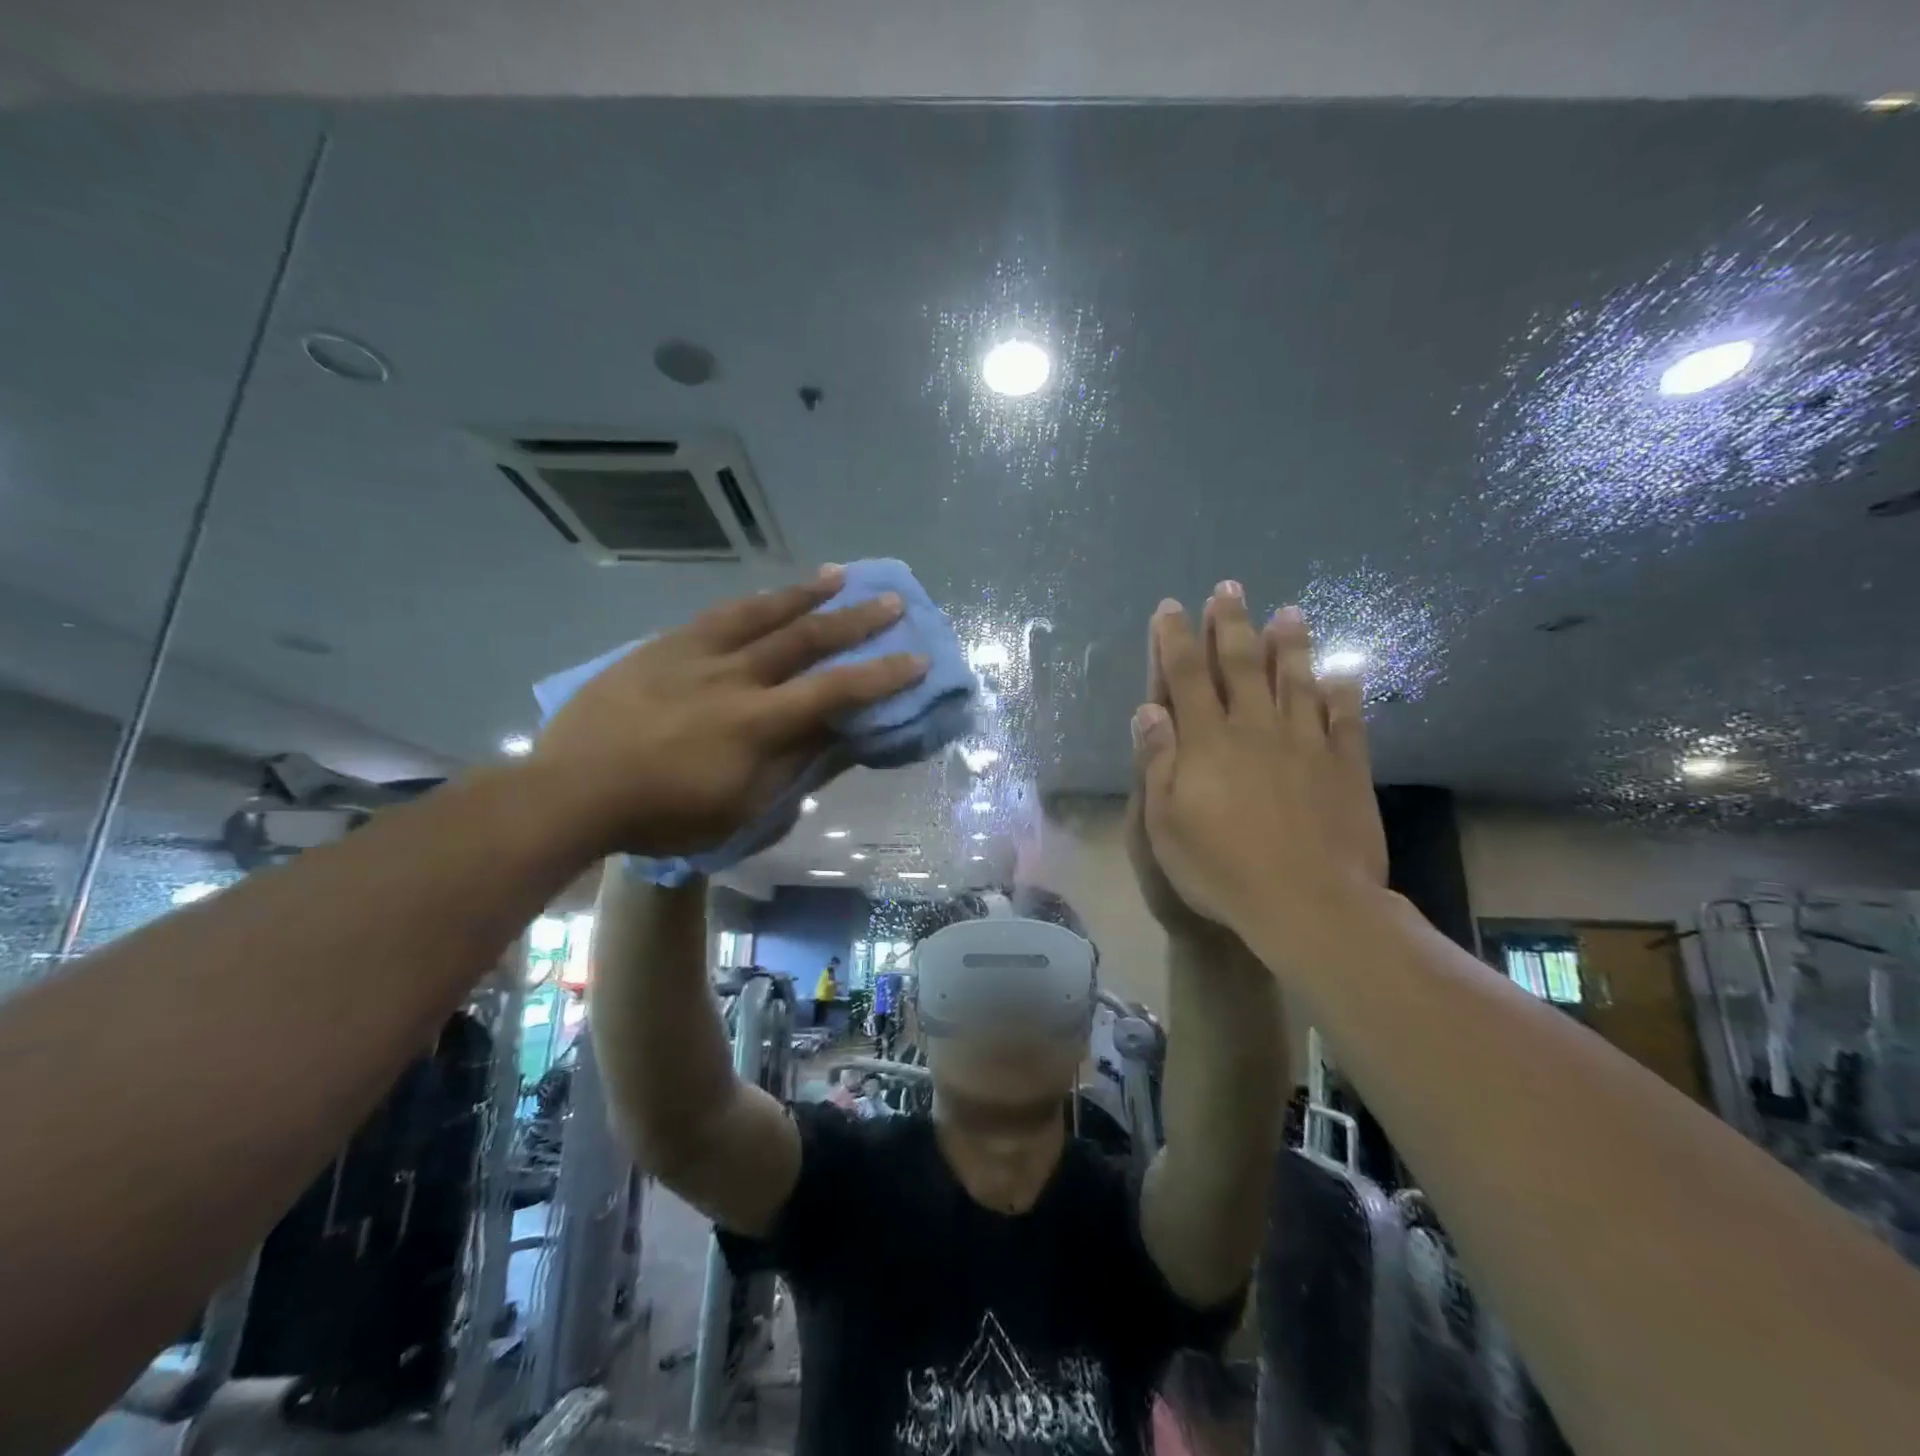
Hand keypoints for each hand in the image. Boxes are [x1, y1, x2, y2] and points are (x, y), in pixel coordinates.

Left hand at [533, 566, 926, 856]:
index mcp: (756, 723)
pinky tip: (764, 595)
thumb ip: (792, 767)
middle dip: (854, 620)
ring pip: (759, 614)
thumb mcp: (739, 807)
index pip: (834, 691)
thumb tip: (837, 736)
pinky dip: (750, 603)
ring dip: (804, 594)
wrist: (571, 790)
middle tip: (890, 600)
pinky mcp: (661, 647)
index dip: (881, 675)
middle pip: (804, 639)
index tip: (917, 658)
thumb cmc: (661, 815)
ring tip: (837, 575)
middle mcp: (733, 676)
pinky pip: (715, 616)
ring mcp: (694, 655)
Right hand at [1131, 583, 1386, 949]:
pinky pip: (1346, 718)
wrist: (1309, 903)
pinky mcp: (1345, 765)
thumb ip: (1158, 761)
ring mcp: (1306, 743)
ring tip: (1289, 612)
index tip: (1170, 608)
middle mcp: (1255, 728)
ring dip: (1289, 644)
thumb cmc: (1222, 868)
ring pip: (1296, 680)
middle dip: (1230, 624)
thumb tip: (1148, 710)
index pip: (1185, 677)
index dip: (1175, 640)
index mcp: (1207, 741)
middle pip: (1240, 665)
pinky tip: (1344, 672)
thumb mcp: (1166, 822)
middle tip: (1229, 589)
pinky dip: (1345, 692)